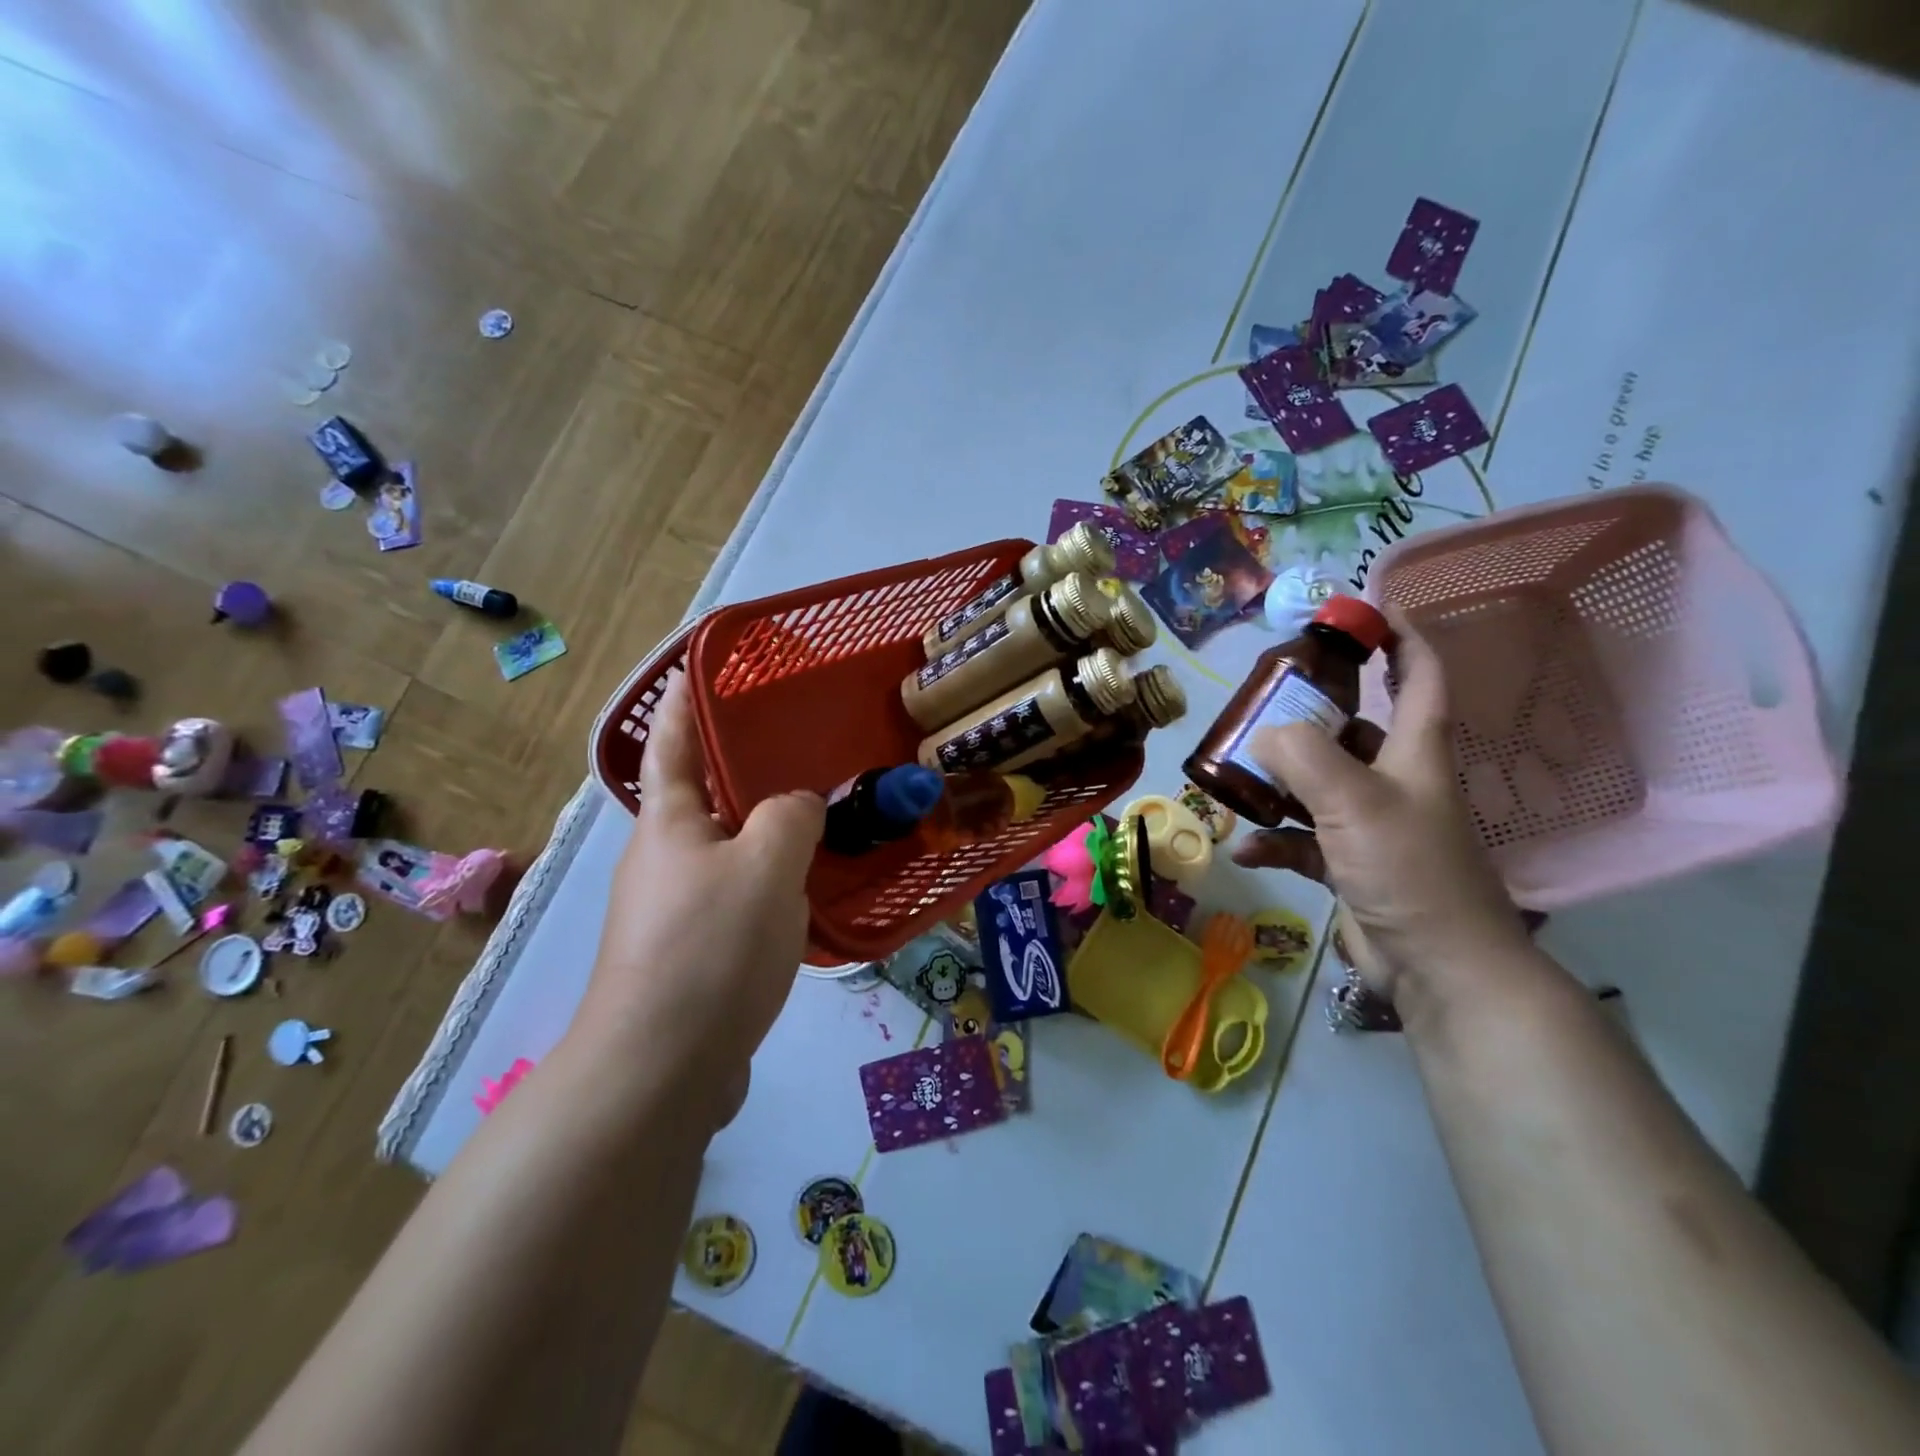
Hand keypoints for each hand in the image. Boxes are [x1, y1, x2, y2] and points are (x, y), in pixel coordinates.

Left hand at [577, 675, 824, 1125]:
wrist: (662, 1067)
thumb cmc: (710, 947)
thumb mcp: (767, 864)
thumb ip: (791, 817)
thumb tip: (798, 807)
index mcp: (669, 824)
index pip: (673, 744)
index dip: (682, 702)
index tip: (694, 666)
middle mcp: (662, 860)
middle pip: (702, 799)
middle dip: (739, 770)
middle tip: (793, 746)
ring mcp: (673, 912)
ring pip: (727, 852)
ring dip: (762, 833)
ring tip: (818, 818)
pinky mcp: (692, 955)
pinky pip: (738, 899)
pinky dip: (770, 884)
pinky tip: (807, 893)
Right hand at [1231, 618, 1527, 1000]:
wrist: (1438, 967)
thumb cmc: (1409, 869)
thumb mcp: (1354, 801)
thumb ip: (1304, 756)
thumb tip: (1264, 735)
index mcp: (1414, 752)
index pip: (1419, 676)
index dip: (1402, 636)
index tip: (1366, 609)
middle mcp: (1396, 780)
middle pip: (1354, 729)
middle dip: (1311, 714)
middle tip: (1262, 704)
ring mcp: (1372, 825)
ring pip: (1319, 784)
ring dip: (1279, 782)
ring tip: (1235, 774)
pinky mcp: (1351, 864)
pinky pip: (1304, 839)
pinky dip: (1275, 841)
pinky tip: (1246, 849)